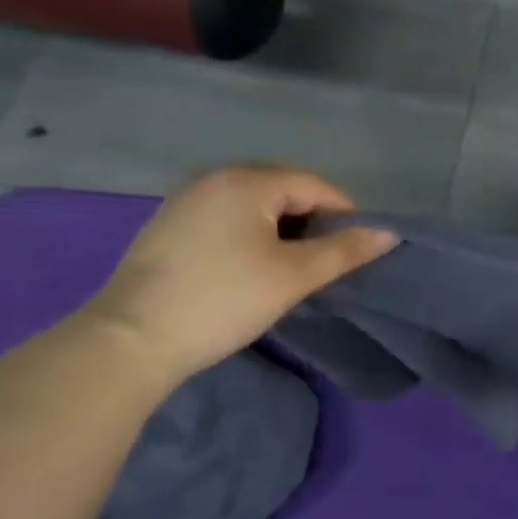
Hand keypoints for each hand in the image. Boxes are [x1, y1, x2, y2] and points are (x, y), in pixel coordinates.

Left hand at [83, 165, 397, 383]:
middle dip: (313, 221)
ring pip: (255, 205)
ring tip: (292, 267)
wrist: (128, 341)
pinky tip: (251, 268)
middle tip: (326, 261)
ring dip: (282, 230)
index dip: (345, 215)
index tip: (356, 250)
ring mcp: (186, 200)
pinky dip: (251, 235)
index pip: (315, 185)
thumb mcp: (294, 276)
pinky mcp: (168, 226)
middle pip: (284, 189)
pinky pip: (227, 218)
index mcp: (247, 180)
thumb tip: (389, 233)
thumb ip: (345, 250)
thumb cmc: (222, 299)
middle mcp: (215, 178)